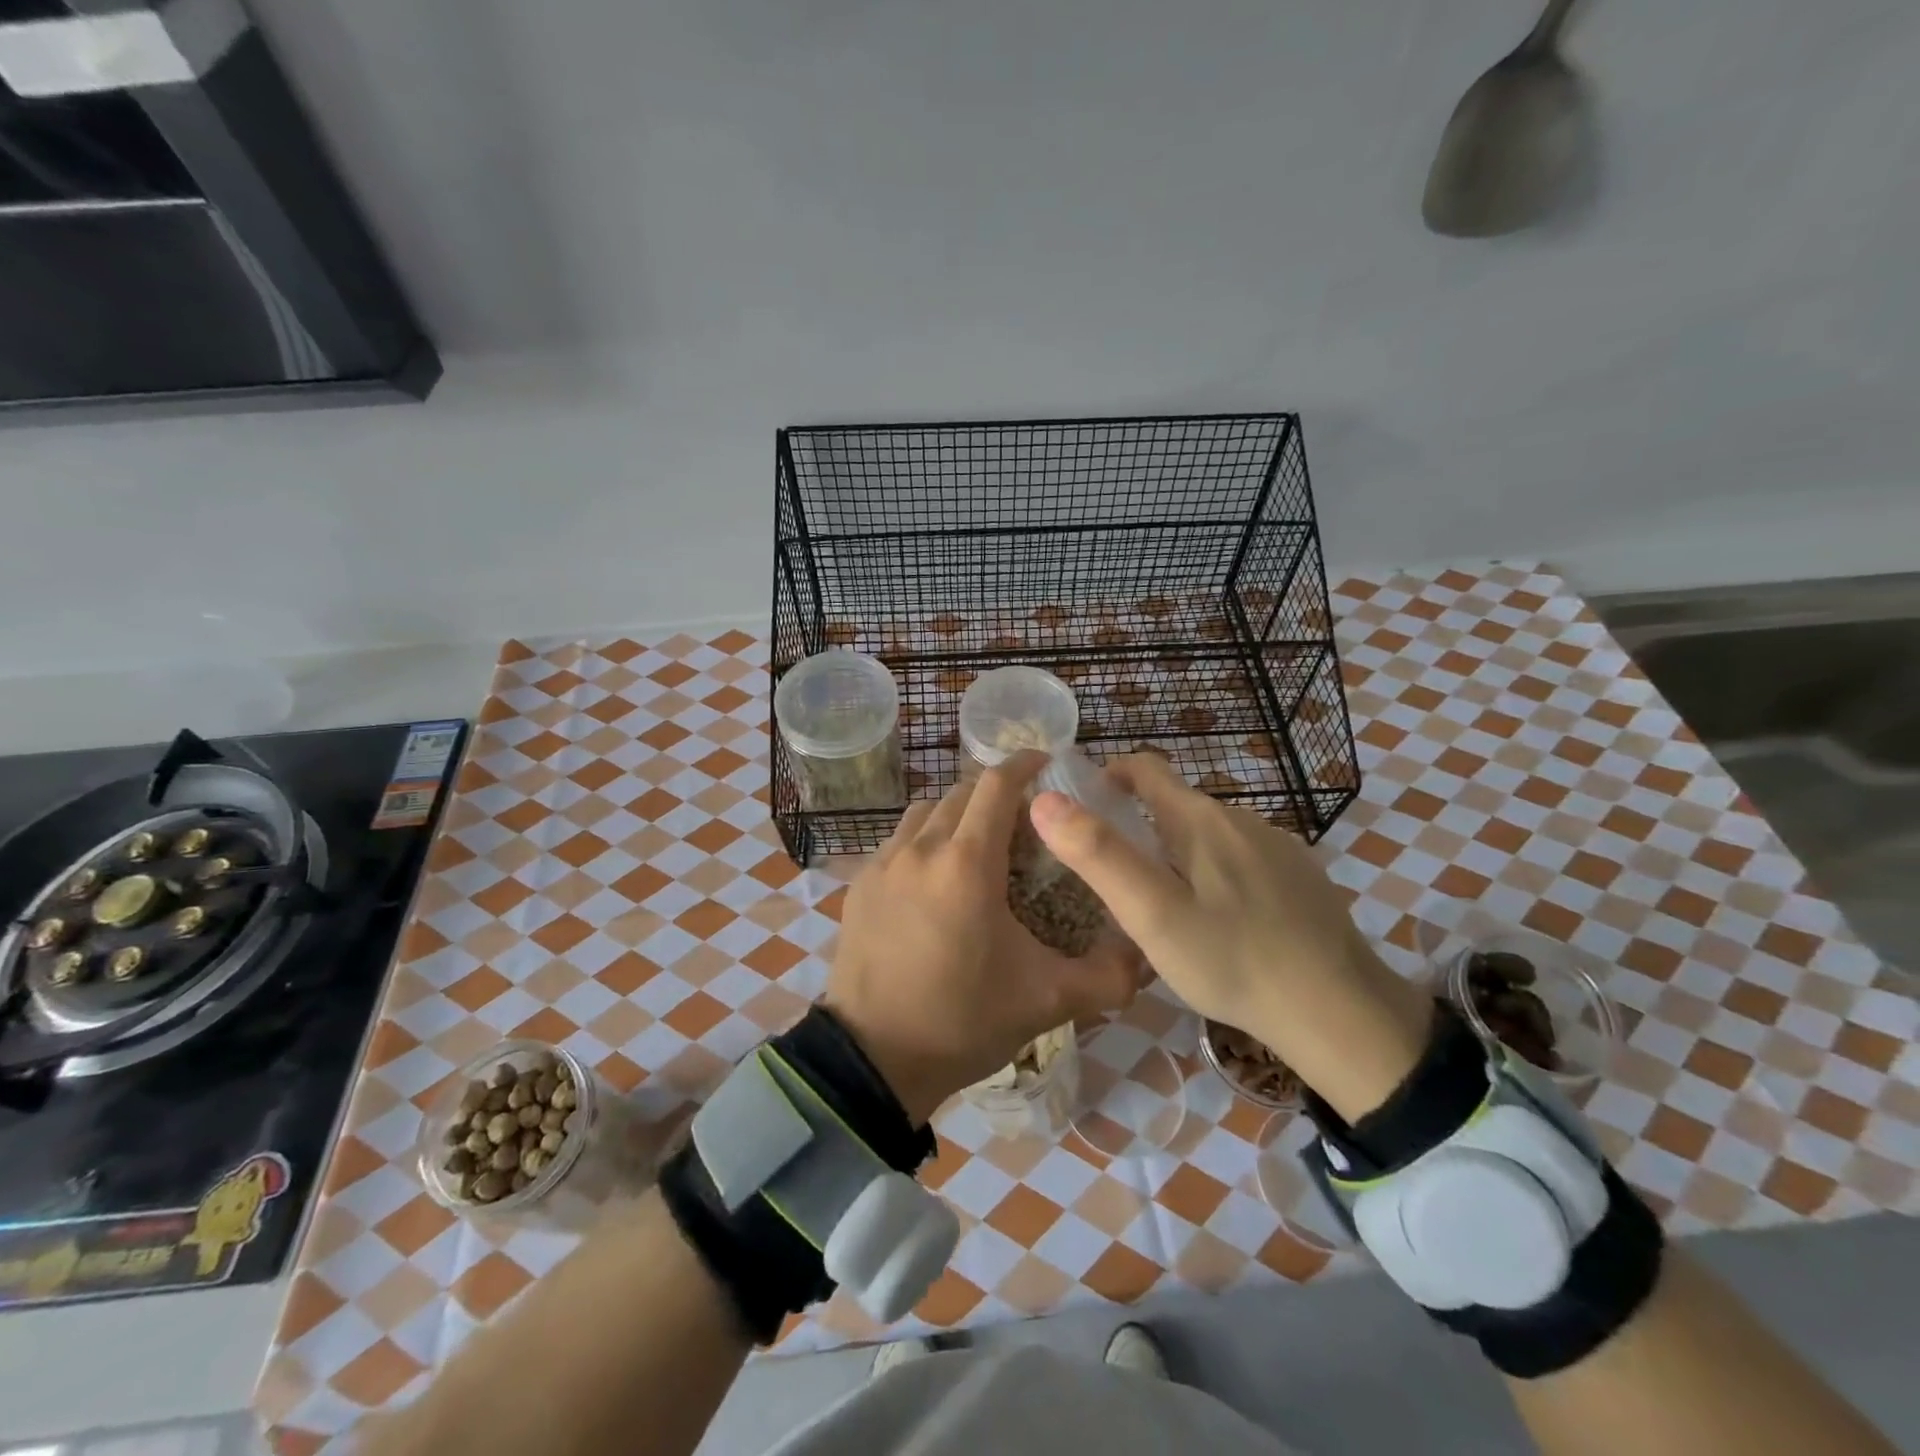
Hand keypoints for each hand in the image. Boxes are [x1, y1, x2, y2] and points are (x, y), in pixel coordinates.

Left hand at [825, 753, 1139, 1123]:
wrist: (873, 1060)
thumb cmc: (962, 1021)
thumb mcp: (1046, 1001)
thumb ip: (1106, 977)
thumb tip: (1147, 958)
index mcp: (967, 863)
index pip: (996, 785)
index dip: (1024, 764)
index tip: (1045, 763)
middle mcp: (920, 849)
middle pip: (961, 793)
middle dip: (994, 794)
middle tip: (1022, 820)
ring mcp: (883, 865)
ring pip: (925, 813)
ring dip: (955, 815)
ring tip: (977, 846)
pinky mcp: (859, 886)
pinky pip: (897, 842)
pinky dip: (924, 841)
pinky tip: (935, 880)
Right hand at [1029, 753, 1432, 1122]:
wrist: (1341, 1012)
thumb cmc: (1233, 960)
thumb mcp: (1151, 913)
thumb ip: (1097, 854)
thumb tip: (1044, 799)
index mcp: (1200, 819)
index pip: (1145, 767)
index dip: (1107, 775)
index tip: (1081, 808)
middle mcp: (1241, 818)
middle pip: (1175, 804)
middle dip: (1138, 825)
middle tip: (1114, 879)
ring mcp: (1278, 846)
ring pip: (1208, 835)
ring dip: (1176, 853)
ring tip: (1162, 907)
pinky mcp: (1300, 877)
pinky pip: (1241, 859)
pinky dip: (1214, 874)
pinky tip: (1218, 923)